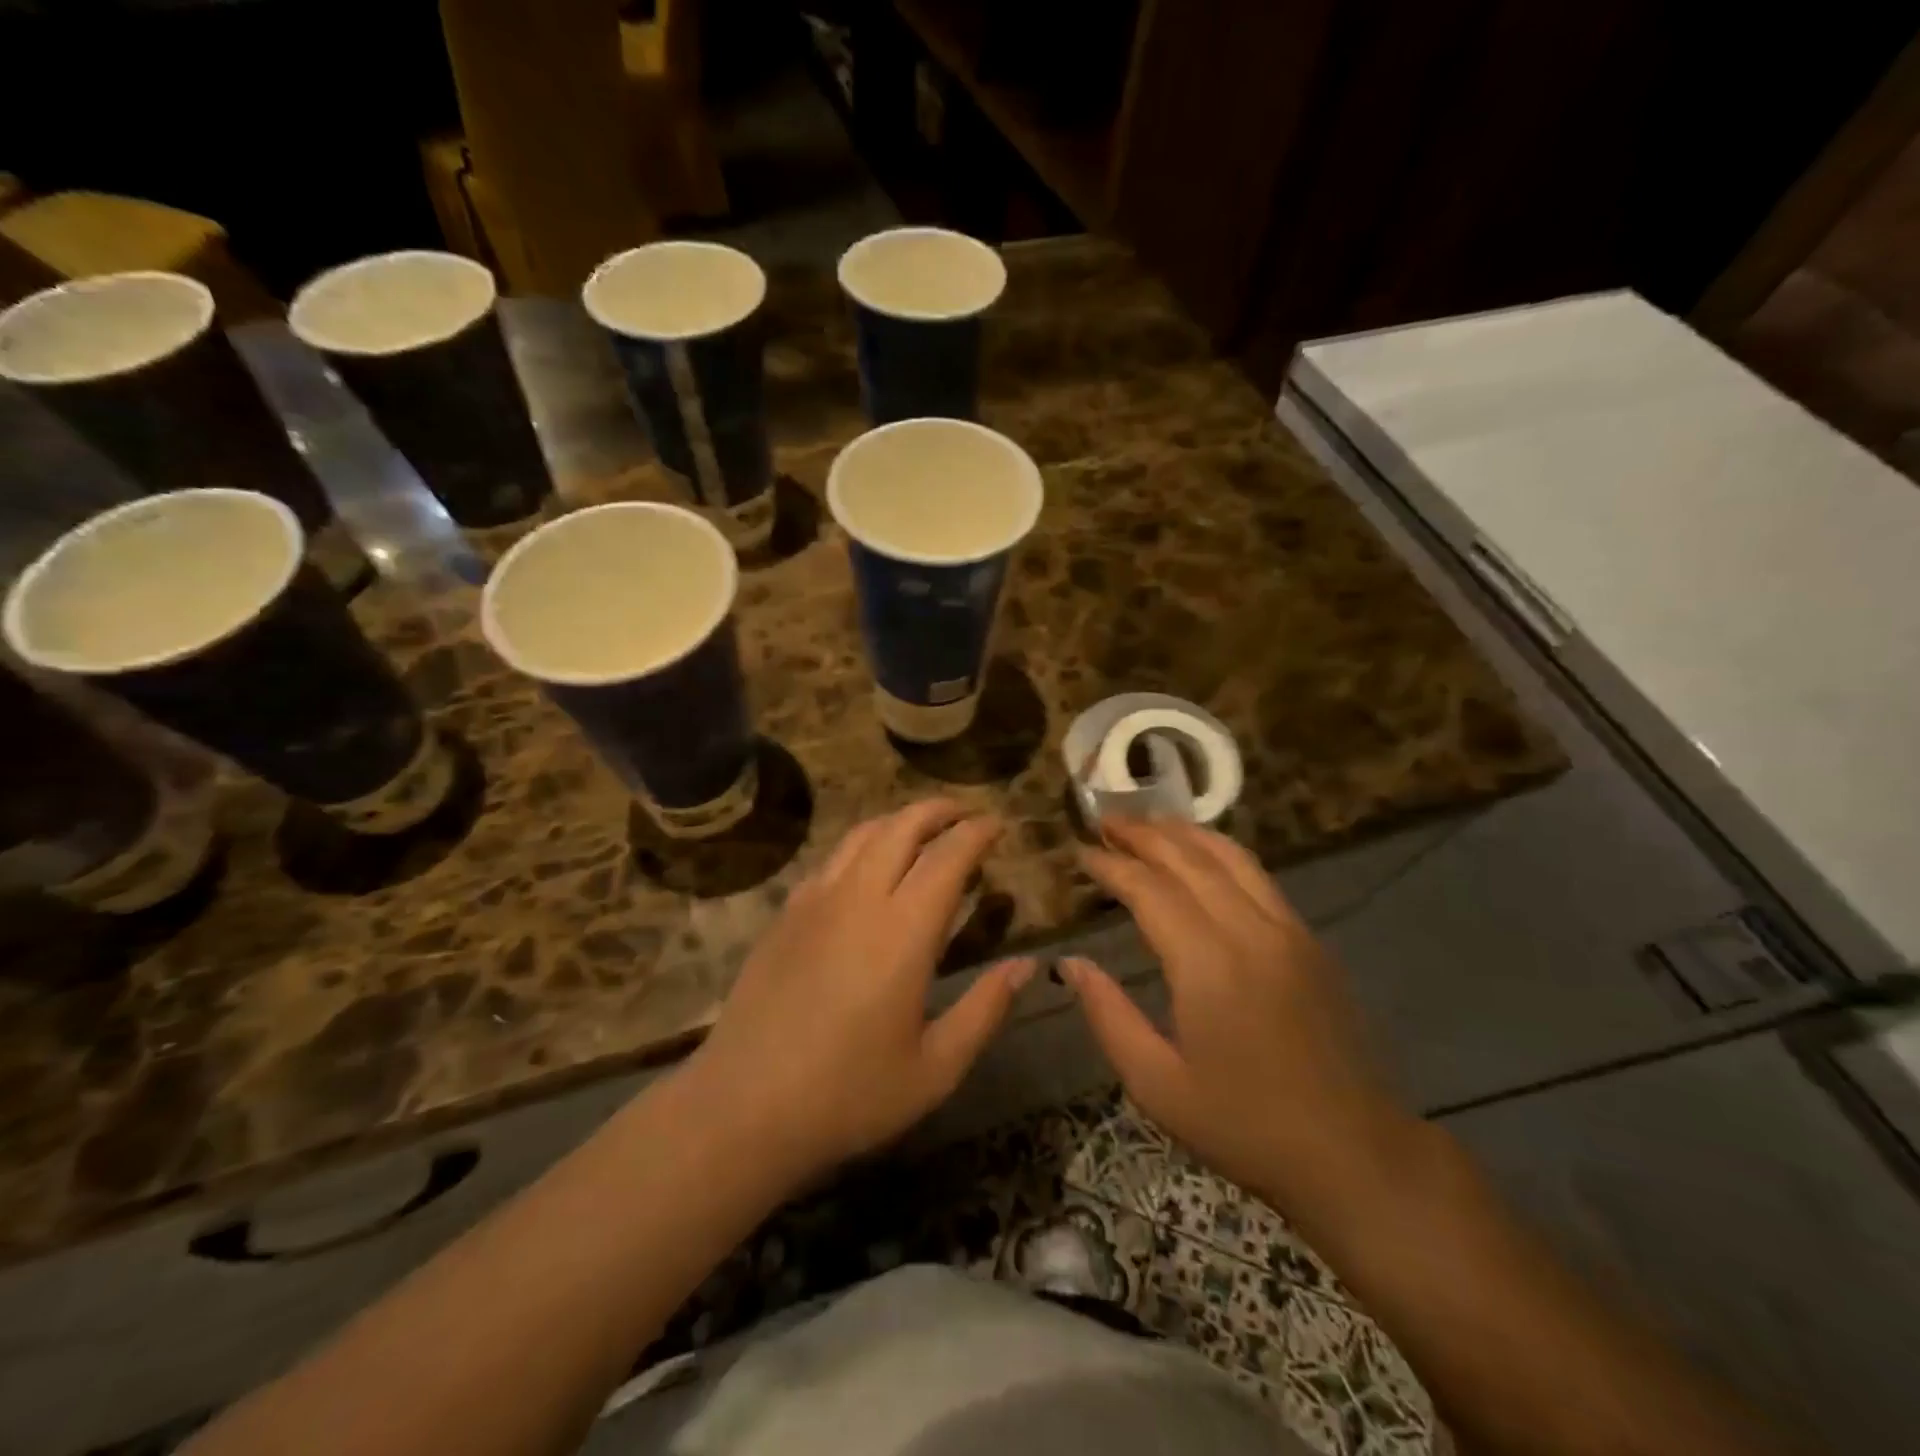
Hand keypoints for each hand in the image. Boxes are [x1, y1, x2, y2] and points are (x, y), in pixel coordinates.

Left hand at [688, 799, 1034, 1185]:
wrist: (742, 1107)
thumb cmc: (848, 1094)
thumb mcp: (935, 1067)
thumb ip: (985, 1009)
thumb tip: (1028, 965)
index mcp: (903, 931)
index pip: (948, 856)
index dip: (977, 832)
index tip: (999, 824)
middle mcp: (859, 898)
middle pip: (902, 826)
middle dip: (940, 810)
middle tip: (967, 815)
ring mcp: (815, 901)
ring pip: (862, 834)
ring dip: (900, 820)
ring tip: (924, 830)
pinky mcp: (786, 914)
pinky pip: (832, 859)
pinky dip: (863, 845)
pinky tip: (869, 867)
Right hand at [1065, 817, 1414, 1213]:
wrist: (1355, 1154)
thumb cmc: (1244, 1126)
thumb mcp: (1157, 1085)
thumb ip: (1109, 1016)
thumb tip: (1072, 964)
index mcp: (1208, 965)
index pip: (1150, 890)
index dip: (1112, 866)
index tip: (1081, 852)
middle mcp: (1250, 932)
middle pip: (1189, 860)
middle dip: (1143, 834)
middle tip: (1106, 821)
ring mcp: (1288, 931)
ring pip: (1231, 857)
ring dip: (1185, 832)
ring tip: (1149, 821)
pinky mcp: (1311, 941)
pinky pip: (1259, 877)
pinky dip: (1222, 852)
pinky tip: (1204, 854)